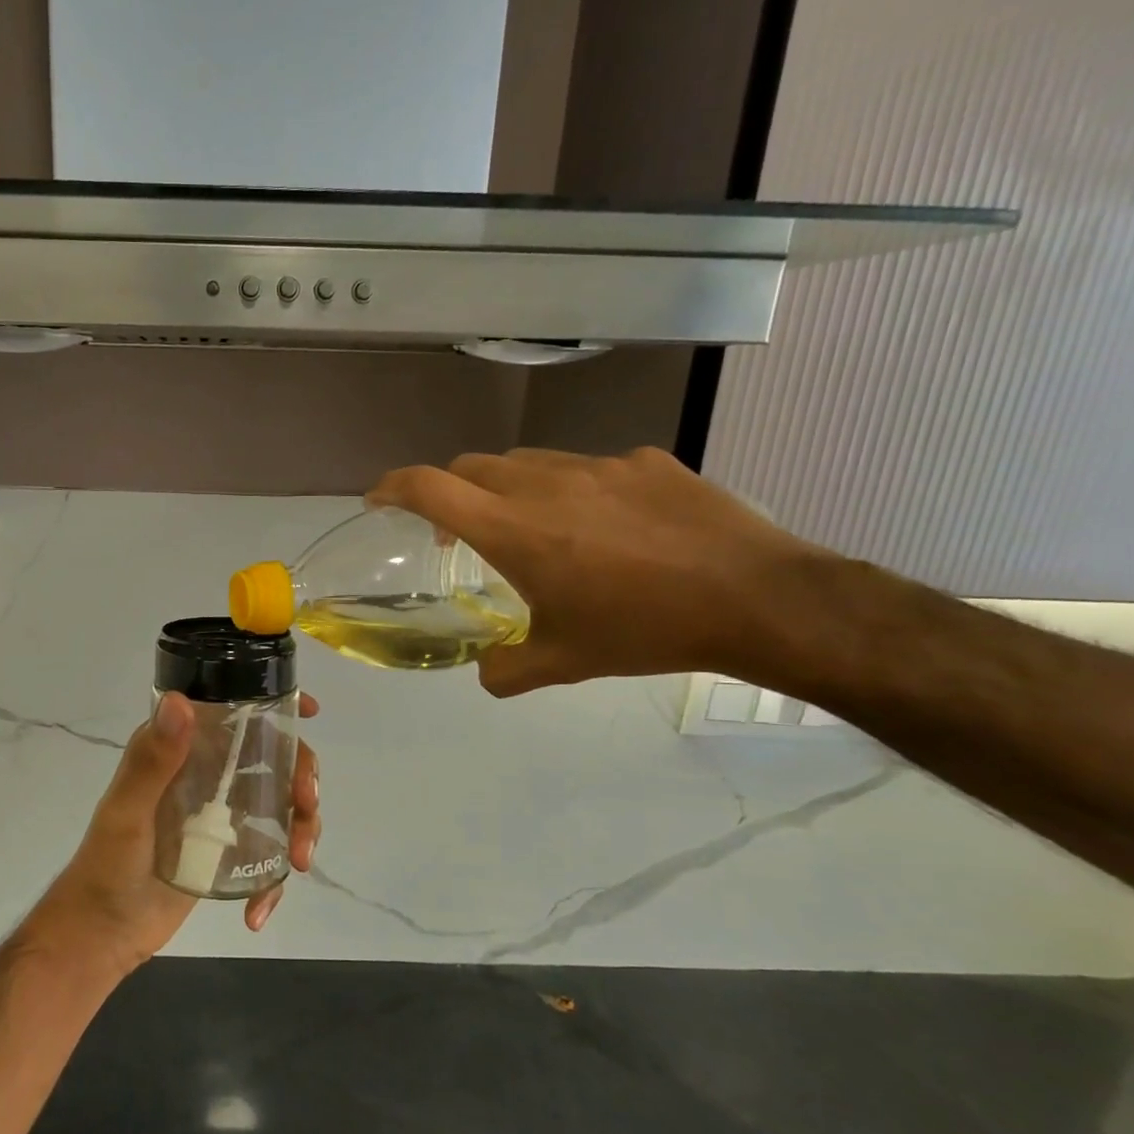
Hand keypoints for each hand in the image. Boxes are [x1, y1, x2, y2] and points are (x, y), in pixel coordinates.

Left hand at [27, 690, 321, 976]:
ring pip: (281, 804)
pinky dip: (274, 881)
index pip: (234, 714)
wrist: (103, 933)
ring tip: (297, 862)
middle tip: (306, 807)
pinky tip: (258, 911)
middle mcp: (206, 773)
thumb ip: (152, 760)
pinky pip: (268, 853)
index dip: (275, 707)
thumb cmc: (107, 866)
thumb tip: (179, 701)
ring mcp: (221, 813)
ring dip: (301, 828)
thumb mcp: (127, 812)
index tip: (309, 712)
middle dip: (301, 778)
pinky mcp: (229, 850)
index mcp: (182, 750)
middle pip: (273, 758)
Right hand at [368, 447, 820, 695]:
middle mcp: (545, 483)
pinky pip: (586, 468)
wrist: (756, 598)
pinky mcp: (644, 461)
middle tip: (457, 531)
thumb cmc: (644, 630)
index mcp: (514, 529)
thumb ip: (505, 670)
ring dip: (507, 488)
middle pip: (471, 466)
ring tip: (530, 528)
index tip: (377, 499)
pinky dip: (570, 490)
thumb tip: (485, 672)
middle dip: (449, 491)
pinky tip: (603, 527)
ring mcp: (598, 465)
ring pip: (527, 462)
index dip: (392, 486)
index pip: (429, 487)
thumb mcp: (563, 663)